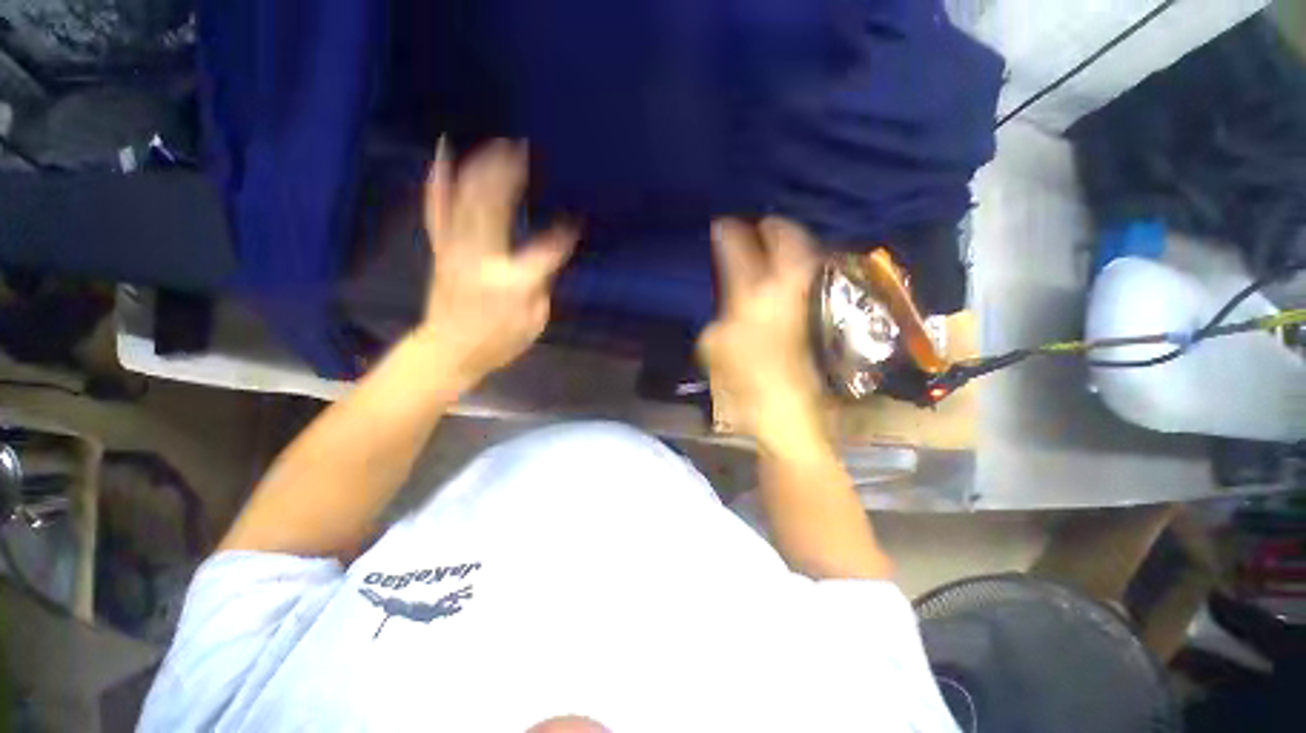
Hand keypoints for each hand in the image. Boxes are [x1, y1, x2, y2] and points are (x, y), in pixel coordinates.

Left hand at [415, 140, 577, 389]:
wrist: (450, 350)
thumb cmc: (499, 342)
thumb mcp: (534, 322)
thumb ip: (542, 286)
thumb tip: (545, 259)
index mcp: (512, 283)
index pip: (545, 251)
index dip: (563, 235)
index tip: (574, 222)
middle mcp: (481, 259)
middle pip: (494, 208)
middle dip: (509, 176)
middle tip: (523, 150)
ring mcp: (456, 250)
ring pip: (466, 201)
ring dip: (481, 169)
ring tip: (496, 145)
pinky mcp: (442, 248)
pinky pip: (437, 209)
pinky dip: (439, 181)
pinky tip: (443, 155)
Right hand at [698, 217, 824, 447]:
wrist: (789, 412)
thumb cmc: (744, 383)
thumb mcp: (714, 348)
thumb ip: (719, 314)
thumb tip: (727, 298)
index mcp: (752, 295)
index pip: (738, 250)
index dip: (728, 233)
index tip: (721, 224)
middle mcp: (786, 287)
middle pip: (787, 239)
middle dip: (774, 226)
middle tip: (762, 223)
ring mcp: (809, 299)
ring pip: (807, 254)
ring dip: (793, 242)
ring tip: (777, 239)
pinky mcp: (821, 314)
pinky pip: (813, 276)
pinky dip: (803, 265)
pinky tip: (791, 270)